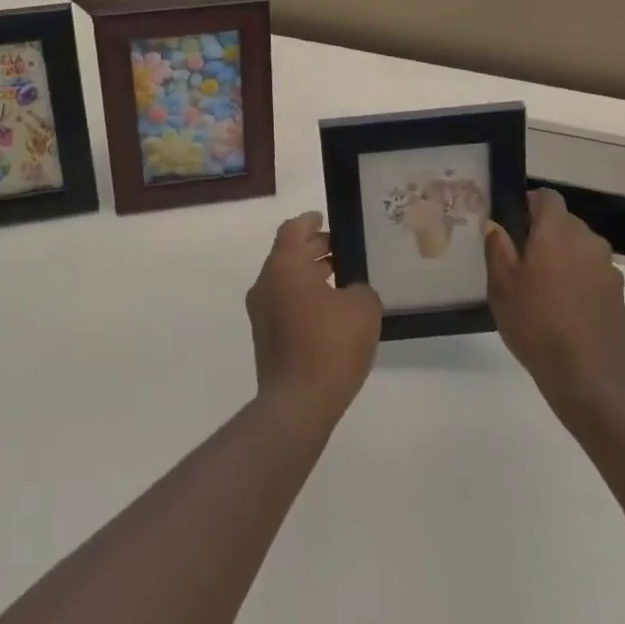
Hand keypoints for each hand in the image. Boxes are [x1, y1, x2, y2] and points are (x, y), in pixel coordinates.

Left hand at [246, 211, 381, 430]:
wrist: (297, 405)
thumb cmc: (329, 346)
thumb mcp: (363, 308)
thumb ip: (360, 288)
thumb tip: (352, 291)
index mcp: (284, 266)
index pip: (293, 229)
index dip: (310, 221)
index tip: (325, 218)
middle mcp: (266, 283)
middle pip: (288, 253)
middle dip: (314, 248)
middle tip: (343, 250)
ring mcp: (261, 313)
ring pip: (286, 280)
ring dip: (310, 275)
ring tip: (342, 281)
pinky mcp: (265, 339)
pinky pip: (285, 304)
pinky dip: (304, 298)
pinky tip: (331, 313)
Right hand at [485, 189, 624, 425]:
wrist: (593, 380)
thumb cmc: (538, 325)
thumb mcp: (502, 286)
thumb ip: (497, 248)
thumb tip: (496, 226)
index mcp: (557, 231)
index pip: (547, 197)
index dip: (529, 204)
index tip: (512, 225)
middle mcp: (587, 240)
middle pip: (564, 222)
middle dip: (543, 234)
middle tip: (519, 261)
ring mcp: (607, 268)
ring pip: (579, 249)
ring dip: (561, 258)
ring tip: (540, 290)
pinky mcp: (618, 295)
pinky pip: (591, 273)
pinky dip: (577, 281)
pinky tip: (562, 311)